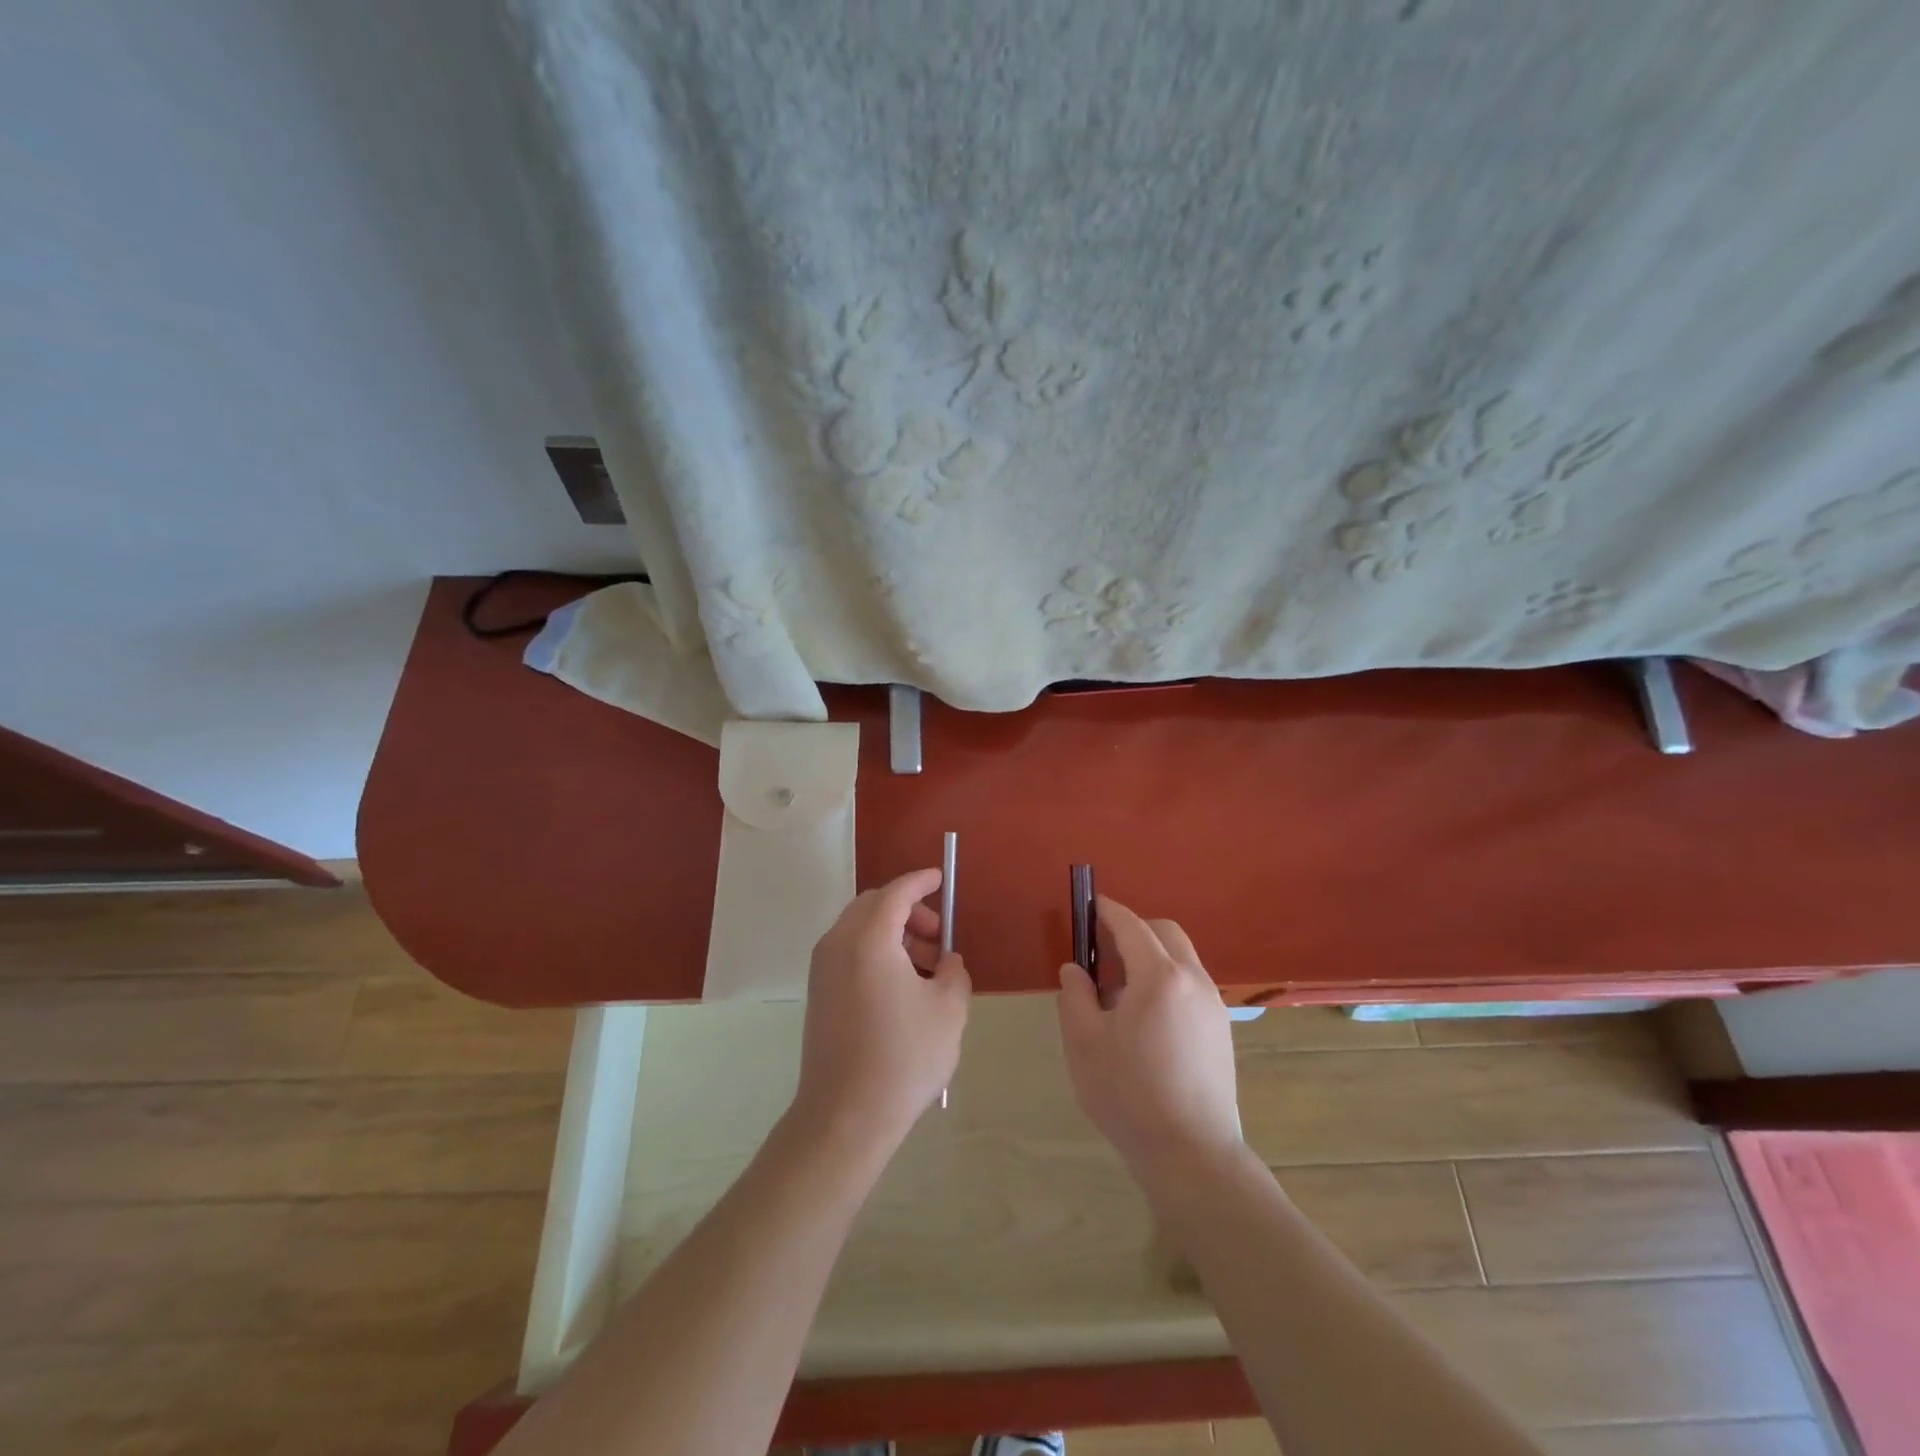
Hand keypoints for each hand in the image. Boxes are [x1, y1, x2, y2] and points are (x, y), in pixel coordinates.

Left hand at [791, 868, 969, 1153]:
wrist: (845, 1116)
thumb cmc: (904, 1057)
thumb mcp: (948, 1010)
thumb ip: (953, 973)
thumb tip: (946, 963)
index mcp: (869, 939)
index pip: (896, 893)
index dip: (920, 881)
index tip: (940, 878)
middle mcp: (838, 944)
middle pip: (873, 906)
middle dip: (908, 911)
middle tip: (937, 938)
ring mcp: (823, 970)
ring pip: (860, 930)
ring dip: (894, 934)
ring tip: (927, 970)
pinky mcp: (819, 994)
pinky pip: (849, 953)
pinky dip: (876, 953)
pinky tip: (902, 988)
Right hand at [1057, 897, 1241, 1171]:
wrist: (1191, 1154)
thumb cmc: (1129, 1094)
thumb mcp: (1084, 1043)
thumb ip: (1075, 996)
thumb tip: (1075, 970)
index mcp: (1159, 977)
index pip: (1131, 925)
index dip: (1107, 911)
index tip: (1088, 906)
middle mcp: (1193, 980)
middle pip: (1164, 933)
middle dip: (1133, 930)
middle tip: (1102, 952)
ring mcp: (1213, 1004)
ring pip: (1181, 958)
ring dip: (1151, 957)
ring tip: (1120, 992)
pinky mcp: (1222, 1029)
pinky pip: (1191, 984)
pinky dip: (1167, 980)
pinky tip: (1146, 1018)